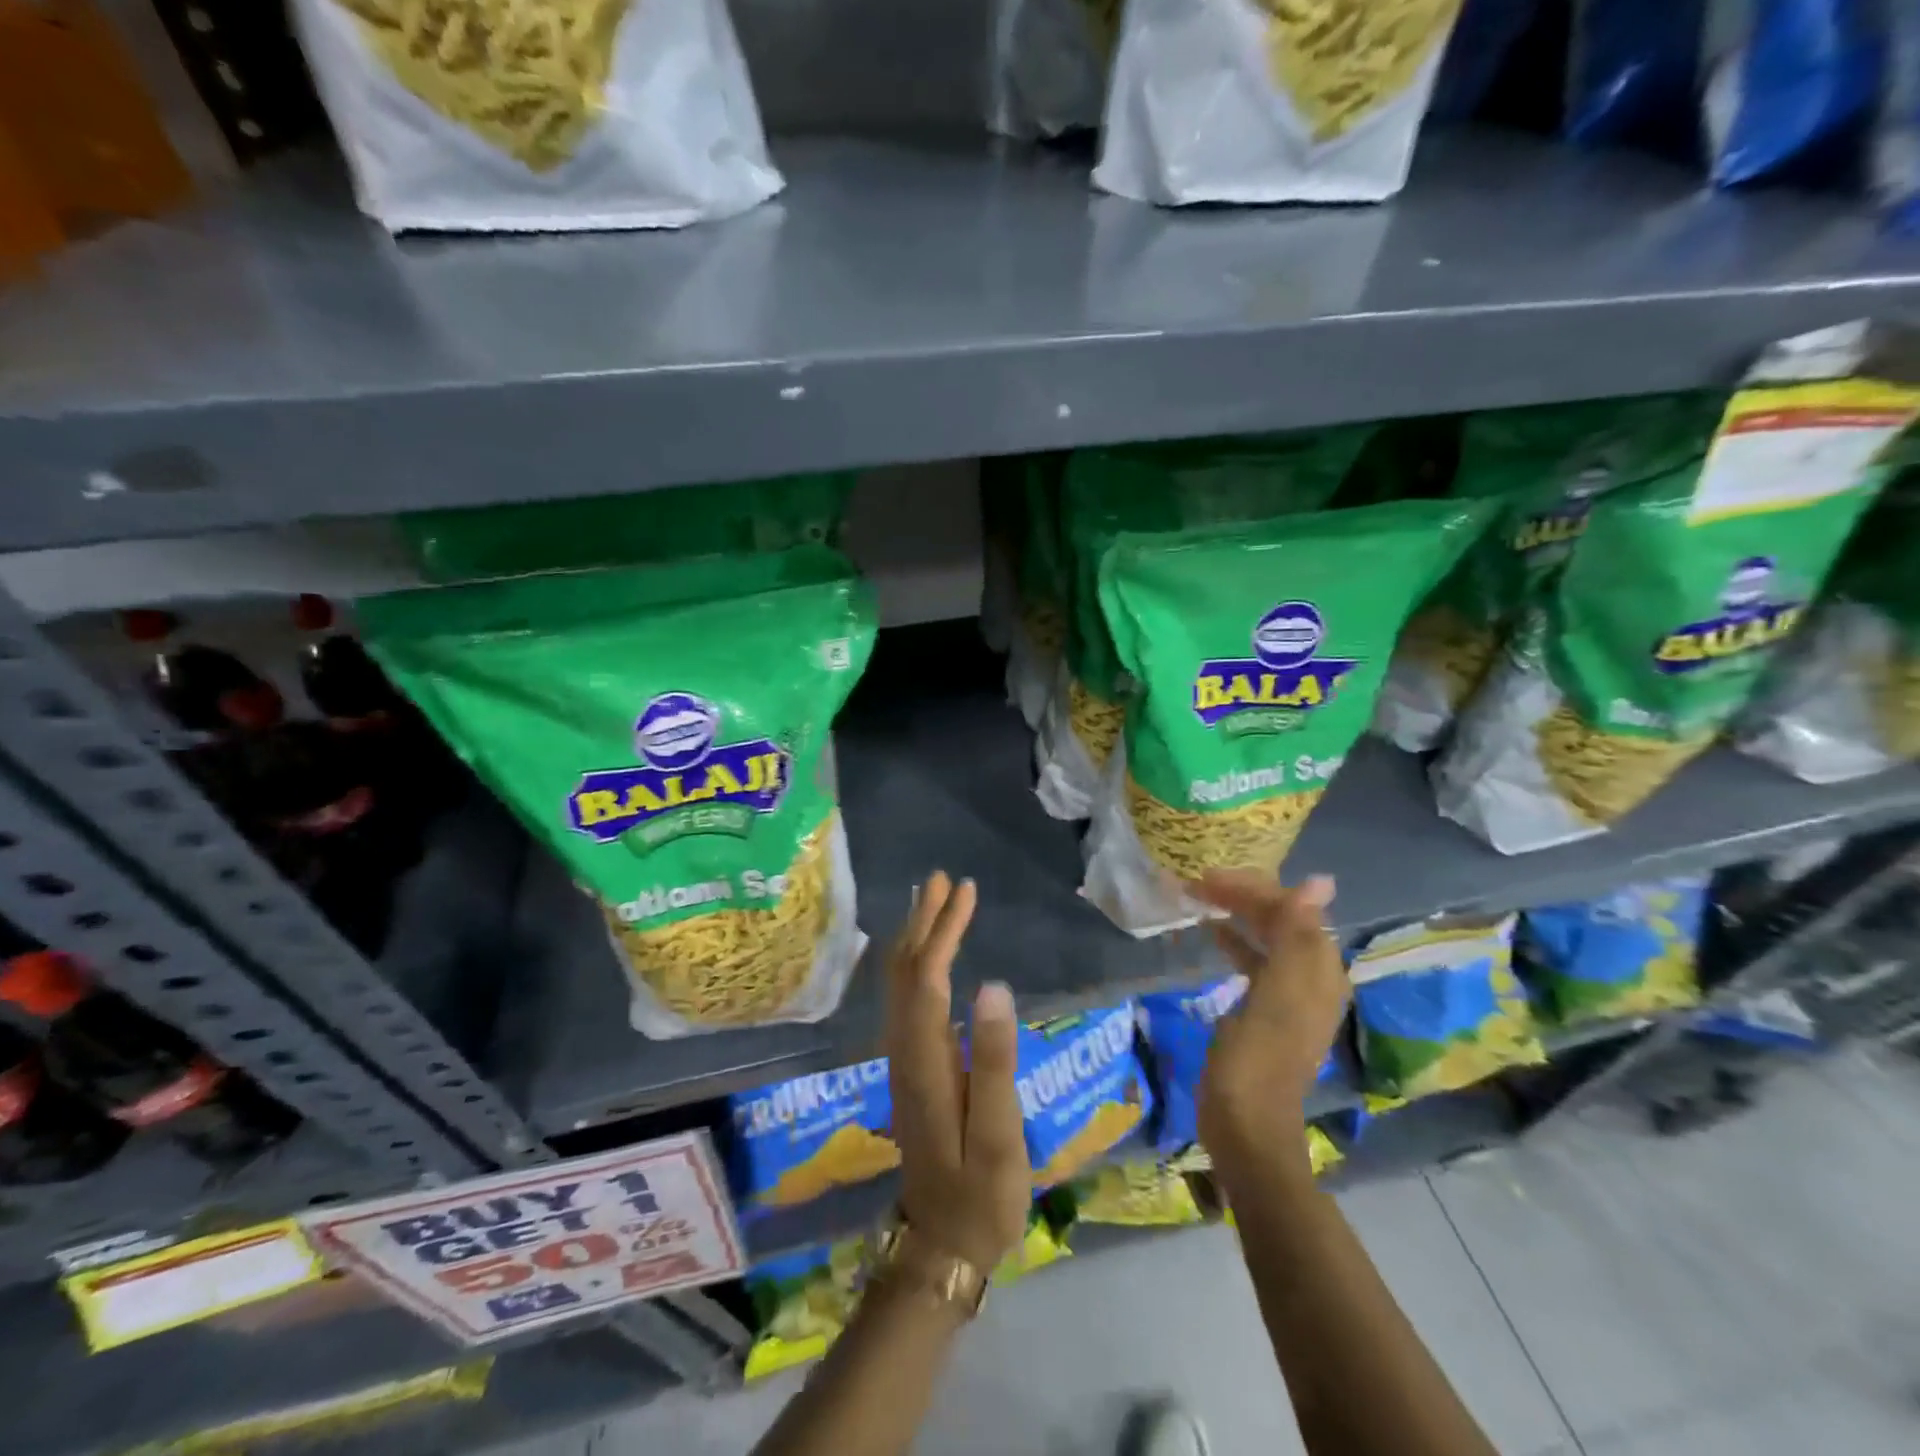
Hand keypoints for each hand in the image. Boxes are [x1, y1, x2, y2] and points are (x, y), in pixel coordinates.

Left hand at [882, 871, 1031, 1274]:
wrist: (942, 1243)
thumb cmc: (980, 1193)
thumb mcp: (999, 1134)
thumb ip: (994, 1060)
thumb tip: (993, 985)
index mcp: (925, 1059)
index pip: (927, 978)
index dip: (943, 931)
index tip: (964, 892)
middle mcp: (904, 1050)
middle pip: (907, 972)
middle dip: (925, 922)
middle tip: (946, 880)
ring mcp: (904, 1059)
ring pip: (901, 984)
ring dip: (917, 938)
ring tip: (935, 901)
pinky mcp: (911, 1068)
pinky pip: (906, 998)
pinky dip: (916, 964)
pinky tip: (926, 956)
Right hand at [1189, 871, 1348, 1160]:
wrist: (1245, 1125)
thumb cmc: (1257, 1058)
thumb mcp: (1277, 994)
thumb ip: (1297, 936)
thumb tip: (1321, 881)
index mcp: (1320, 971)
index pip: (1292, 909)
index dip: (1253, 888)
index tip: (1206, 877)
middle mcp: (1312, 977)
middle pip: (1281, 920)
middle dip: (1243, 896)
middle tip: (1197, 883)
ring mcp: (1289, 995)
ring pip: (1266, 936)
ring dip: (1237, 914)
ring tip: (1199, 898)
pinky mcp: (1265, 1009)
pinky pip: (1255, 959)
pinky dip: (1235, 940)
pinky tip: (1211, 933)